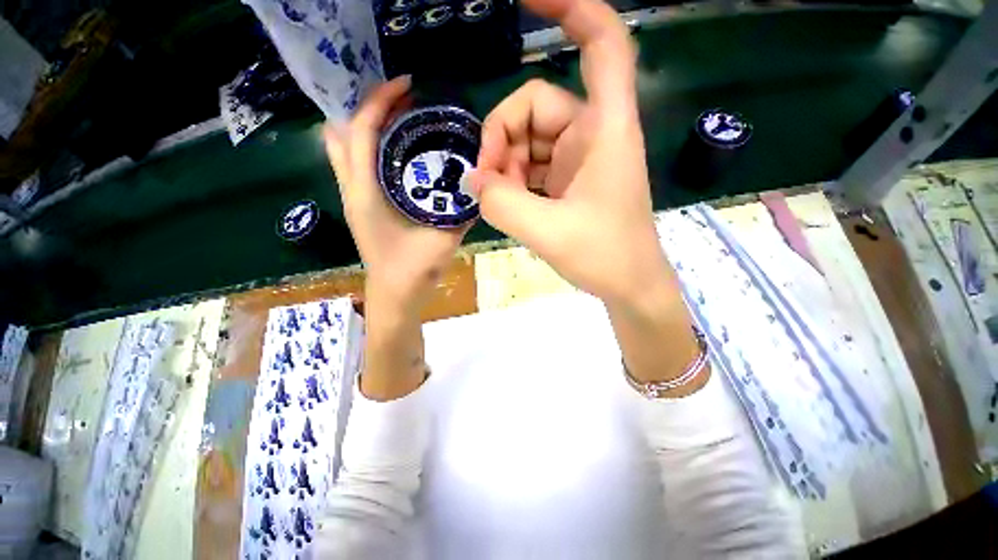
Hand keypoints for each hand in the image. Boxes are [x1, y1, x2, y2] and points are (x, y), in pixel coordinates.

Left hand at [324, 75, 468, 311]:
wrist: (397, 292)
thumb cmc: (417, 267)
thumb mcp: (445, 236)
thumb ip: (461, 210)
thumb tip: (477, 182)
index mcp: (367, 191)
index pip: (362, 131)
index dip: (380, 101)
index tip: (405, 85)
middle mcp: (353, 187)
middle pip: (342, 132)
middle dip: (366, 108)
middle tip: (400, 101)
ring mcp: (352, 196)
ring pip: (343, 149)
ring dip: (365, 127)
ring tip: (397, 119)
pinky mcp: (359, 204)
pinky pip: (356, 166)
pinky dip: (370, 149)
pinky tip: (398, 151)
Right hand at [474, 0, 706, 391]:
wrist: (629, 284)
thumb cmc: (604, 256)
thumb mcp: (547, 232)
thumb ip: (502, 204)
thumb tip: (472, 181)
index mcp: (604, 129)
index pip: (602, 43)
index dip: (571, 8)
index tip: (530, 0)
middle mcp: (592, 134)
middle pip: (533, 107)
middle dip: (501, 141)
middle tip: (488, 182)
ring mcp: (579, 158)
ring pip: (527, 140)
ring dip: (505, 167)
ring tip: (500, 201)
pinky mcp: (569, 180)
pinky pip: (532, 166)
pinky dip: (514, 181)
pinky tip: (508, 204)